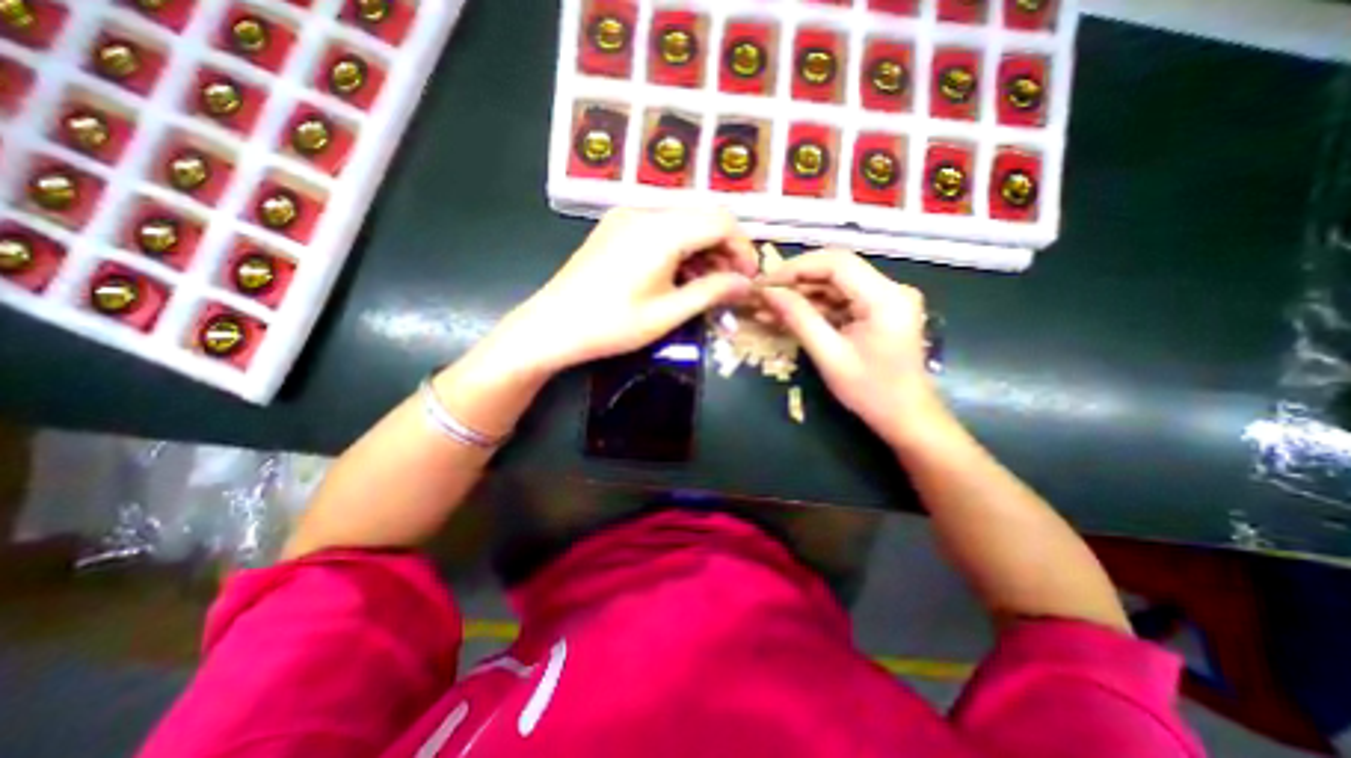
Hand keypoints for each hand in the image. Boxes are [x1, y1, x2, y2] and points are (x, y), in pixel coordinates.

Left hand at [496, 207, 755, 373]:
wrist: (552, 326)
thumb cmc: (611, 324)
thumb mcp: (668, 313)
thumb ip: (712, 292)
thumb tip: (747, 284)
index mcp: (662, 229)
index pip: (721, 220)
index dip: (743, 248)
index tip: (748, 279)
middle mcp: (646, 210)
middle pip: (704, 217)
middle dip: (725, 249)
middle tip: (730, 286)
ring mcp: (628, 216)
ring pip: (684, 222)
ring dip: (703, 249)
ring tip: (707, 285)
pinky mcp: (617, 226)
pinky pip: (662, 228)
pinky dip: (681, 248)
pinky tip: (680, 275)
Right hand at [757, 248, 946, 450]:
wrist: (907, 417)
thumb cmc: (871, 392)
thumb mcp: (830, 356)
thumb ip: (799, 319)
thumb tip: (768, 293)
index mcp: (885, 297)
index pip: (836, 263)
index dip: (796, 268)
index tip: (765, 282)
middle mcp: (890, 289)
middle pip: (835, 270)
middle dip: (795, 280)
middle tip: (762, 294)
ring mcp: (885, 298)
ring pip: (834, 284)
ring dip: (801, 294)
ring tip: (767, 305)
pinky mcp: (877, 310)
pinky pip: (840, 300)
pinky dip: (814, 307)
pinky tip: (787, 314)